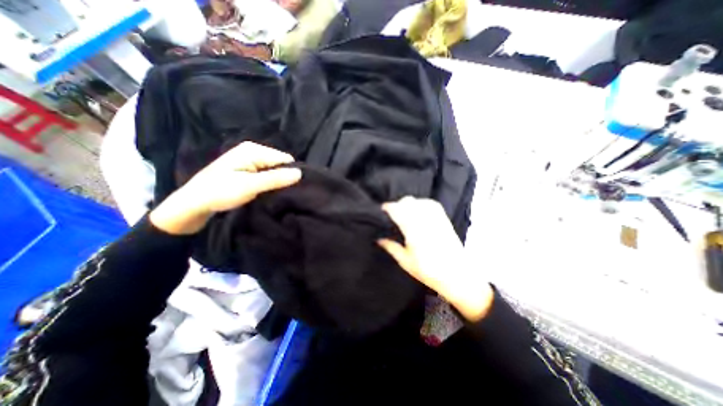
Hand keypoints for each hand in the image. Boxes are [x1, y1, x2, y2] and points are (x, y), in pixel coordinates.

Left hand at [150, 142, 301, 233]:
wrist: (194, 203)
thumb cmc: (220, 192)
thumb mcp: (250, 186)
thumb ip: (275, 179)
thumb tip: (300, 173)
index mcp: (254, 150)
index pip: (285, 159)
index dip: (289, 173)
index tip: (287, 189)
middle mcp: (253, 150)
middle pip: (280, 163)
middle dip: (282, 177)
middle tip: (277, 192)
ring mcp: (249, 158)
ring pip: (274, 169)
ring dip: (275, 181)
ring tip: (271, 193)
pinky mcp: (246, 167)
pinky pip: (266, 172)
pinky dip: (268, 181)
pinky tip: (264, 190)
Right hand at [379, 199, 491, 321]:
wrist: (457, 275)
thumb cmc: (428, 270)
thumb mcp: (405, 261)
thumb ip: (391, 247)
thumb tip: (379, 240)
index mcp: (413, 230)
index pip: (397, 211)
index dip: (388, 208)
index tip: (382, 209)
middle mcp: (424, 220)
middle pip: (408, 202)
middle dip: (397, 205)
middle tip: (392, 213)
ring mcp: (435, 218)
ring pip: (418, 201)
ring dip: (409, 203)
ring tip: (404, 211)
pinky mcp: (443, 219)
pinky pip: (431, 204)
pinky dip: (422, 203)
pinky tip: (419, 210)